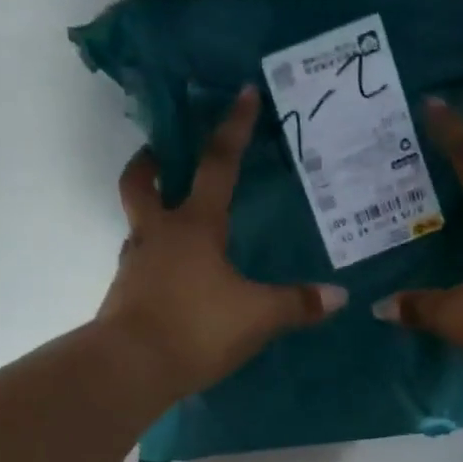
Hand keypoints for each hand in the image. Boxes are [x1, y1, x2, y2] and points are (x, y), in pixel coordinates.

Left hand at [96, 87, 345, 400]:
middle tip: (161, 155)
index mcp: (195, 226)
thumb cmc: (197, 328)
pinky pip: (139, 264)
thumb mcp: (258, 317)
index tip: (242, 94)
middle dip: (151, 162)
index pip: (218, 165)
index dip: (233, 128)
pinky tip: (173, 279)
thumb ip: (297, 304)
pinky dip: (153, 260)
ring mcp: (134, 264)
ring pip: (136, 224)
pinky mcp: (123, 295)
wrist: (131, 367)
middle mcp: (158, 235)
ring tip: (175, 226)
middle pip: (141, 183)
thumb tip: (339, 296)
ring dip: (149, 213)